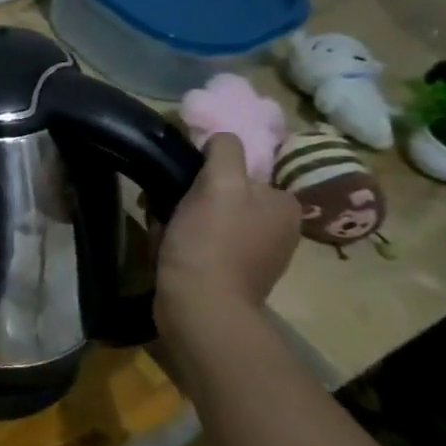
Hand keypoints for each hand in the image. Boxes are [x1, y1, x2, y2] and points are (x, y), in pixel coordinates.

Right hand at [155, 133, 298, 333]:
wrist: (200, 307)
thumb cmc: (211, 242)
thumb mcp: (220, 183)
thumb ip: (225, 152)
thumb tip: (221, 138)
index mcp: (284, 204)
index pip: (242, 170)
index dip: (207, 170)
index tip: (180, 180)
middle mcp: (279, 228)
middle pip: (225, 194)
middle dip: (190, 195)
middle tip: (162, 203)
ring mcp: (257, 254)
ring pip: (210, 217)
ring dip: (181, 217)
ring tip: (161, 226)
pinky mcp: (233, 275)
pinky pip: (205, 243)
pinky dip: (184, 240)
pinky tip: (167, 247)